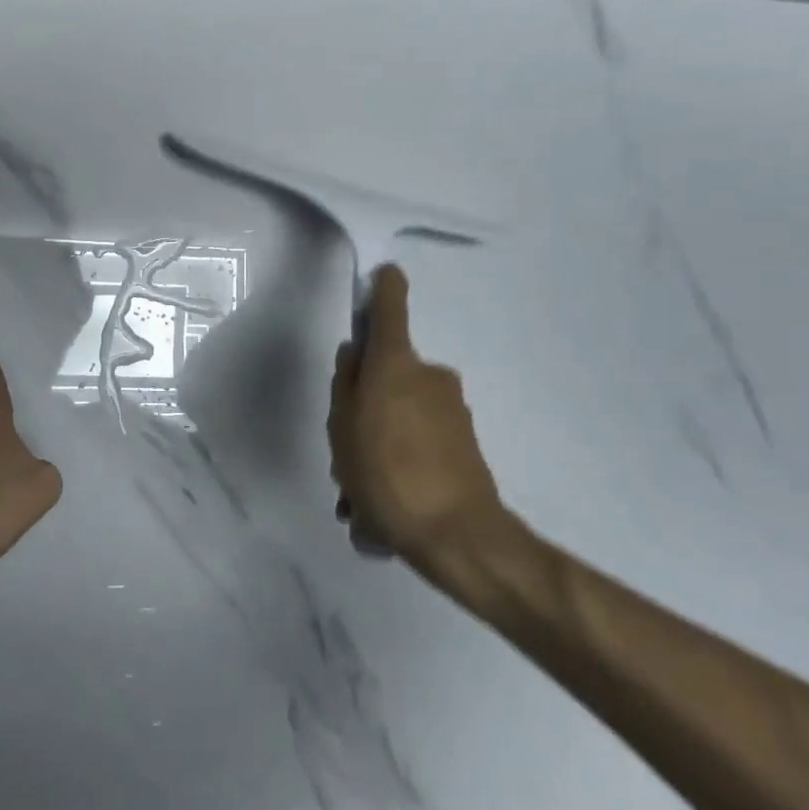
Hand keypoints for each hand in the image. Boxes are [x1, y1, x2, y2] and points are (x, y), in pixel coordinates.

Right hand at [328, 266, 519, 590]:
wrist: (457, 536)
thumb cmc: (386, 473)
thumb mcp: (343, 428)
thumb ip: (345, 384)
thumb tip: (355, 355)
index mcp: (396, 366)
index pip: (391, 311)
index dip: (386, 289)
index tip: (386, 273)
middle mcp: (429, 377)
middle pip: (390, 373)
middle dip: (366, 402)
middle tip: (346, 447)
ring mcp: (452, 410)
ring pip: (402, 412)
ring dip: (380, 441)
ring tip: (362, 493)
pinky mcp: (465, 442)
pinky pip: (420, 441)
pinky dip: (400, 462)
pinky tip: (384, 507)